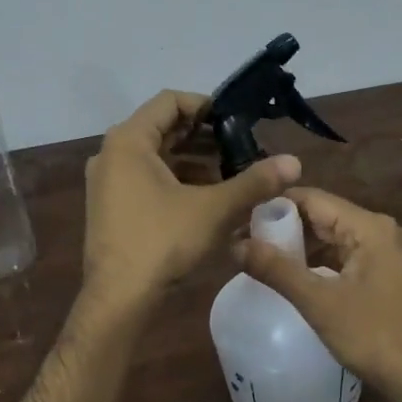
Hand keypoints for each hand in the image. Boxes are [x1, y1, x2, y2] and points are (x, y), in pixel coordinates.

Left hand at [83, 91, 300, 305]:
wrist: (118, 299)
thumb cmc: (161, 242)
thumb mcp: (213, 209)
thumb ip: (253, 182)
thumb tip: (294, 161)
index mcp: (129, 141)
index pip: (170, 101)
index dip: (206, 106)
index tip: (236, 121)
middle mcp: (111, 153)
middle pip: (161, 128)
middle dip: (203, 136)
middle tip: (240, 147)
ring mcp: (107, 181)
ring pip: (154, 156)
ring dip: (191, 159)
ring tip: (229, 172)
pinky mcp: (110, 205)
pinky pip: (145, 177)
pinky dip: (175, 179)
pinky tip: (205, 197)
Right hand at [235, 186, 401, 401]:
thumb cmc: (376, 336)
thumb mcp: (320, 304)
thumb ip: (277, 270)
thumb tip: (235, 245)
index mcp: (369, 227)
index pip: (312, 198)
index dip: (274, 206)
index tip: (241, 219)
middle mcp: (381, 230)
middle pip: (324, 215)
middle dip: (286, 227)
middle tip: (247, 241)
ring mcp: (388, 253)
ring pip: (335, 237)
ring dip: (302, 246)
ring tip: (264, 258)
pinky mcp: (389, 274)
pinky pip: (348, 256)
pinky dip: (322, 262)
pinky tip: (297, 276)